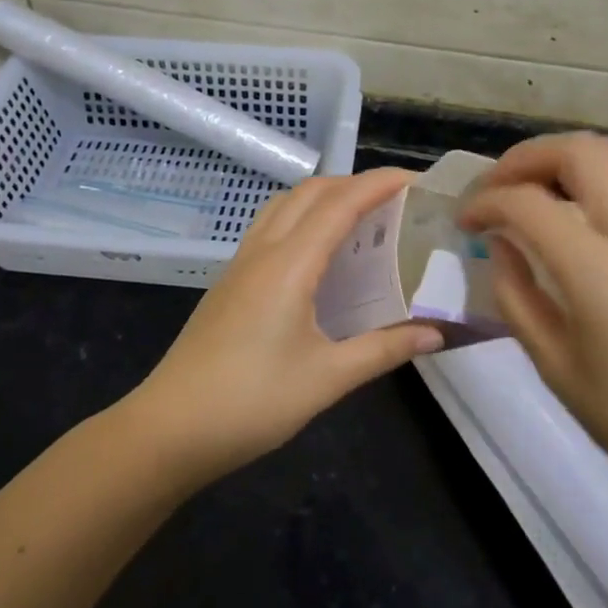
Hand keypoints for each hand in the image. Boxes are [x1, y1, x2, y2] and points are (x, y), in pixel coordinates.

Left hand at [126, 169, 442, 485]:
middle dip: (355, 183)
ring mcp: (241, 263)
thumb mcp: (327, 378)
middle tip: (396, 198)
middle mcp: (263, 250)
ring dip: (324, 196)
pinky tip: (318, 252)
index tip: (417, 179)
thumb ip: (384, 349)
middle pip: (310, 192)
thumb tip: (437, 333)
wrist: (171, 428)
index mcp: (289, 264)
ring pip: (285, 204)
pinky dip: (302, 217)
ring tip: (360, 216)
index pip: (340, 204)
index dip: (379, 184)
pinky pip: (271, 227)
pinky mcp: (230, 281)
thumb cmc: (252, 402)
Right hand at [459, 133, 607, 527]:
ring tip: (548, 183)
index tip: (466, 221)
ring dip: (574, 154)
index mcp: (599, 273)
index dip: (485, 202)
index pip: (526, 205)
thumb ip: (516, 296)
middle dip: (525, 159)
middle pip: (578, 152)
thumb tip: (500, 244)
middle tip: (499, 187)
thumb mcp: (557, 369)